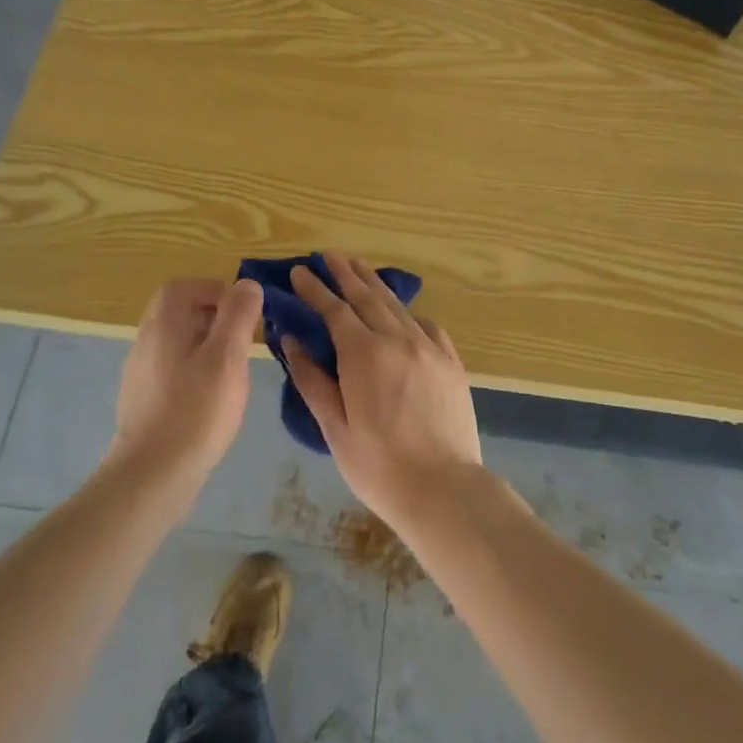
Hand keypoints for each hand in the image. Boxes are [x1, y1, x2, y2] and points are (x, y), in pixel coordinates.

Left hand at [109, 278, 263, 495]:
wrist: (152, 475)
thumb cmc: (196, 411)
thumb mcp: (227, 357)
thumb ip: (238, 315)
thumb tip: (247, 284)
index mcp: (164, 325)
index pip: (183, 287)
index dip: (215, 290)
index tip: (243, 312)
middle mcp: (146, 341)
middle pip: (177, 311)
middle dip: (212, 316)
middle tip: (241, 337)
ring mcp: (140, 372)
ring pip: (175, 341)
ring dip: (205, 343)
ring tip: (232, 367)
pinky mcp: (143, 399)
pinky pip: (170, 368)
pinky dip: (194, 369)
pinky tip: (211, 396)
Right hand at [283, 253, 482, 531]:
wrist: (444, 488)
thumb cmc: (379, 466)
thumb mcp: (334, 428)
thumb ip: (312, 380)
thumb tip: (292, 342)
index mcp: (364, 354)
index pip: (334, 310)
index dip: (315, 289)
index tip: (299, 272)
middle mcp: (398, 339)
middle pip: (367, 296)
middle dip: (345, 273)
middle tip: (329, 255)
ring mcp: (429, 348)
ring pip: (397, 306)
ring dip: (375, 284)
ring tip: (359, 268)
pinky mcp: (451, 362)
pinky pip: (426, 325)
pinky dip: (408, 314)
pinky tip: (402, 313)